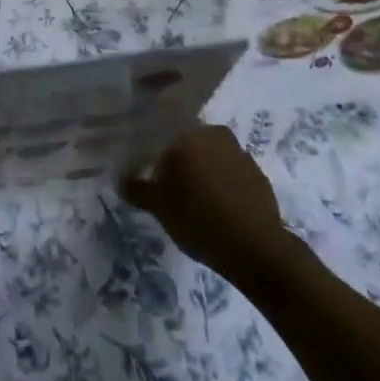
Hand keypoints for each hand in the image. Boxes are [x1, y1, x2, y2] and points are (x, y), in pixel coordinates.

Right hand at [123, 125, 293, 287]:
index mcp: (187, 135)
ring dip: (205, 171)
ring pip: (213, 156)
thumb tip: (120, 180)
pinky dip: (225, 184)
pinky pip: (233, 173)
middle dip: (182, 160)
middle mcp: (214, 134)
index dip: (157, 152)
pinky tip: (220, 208)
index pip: (164, 133)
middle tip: (173, 187)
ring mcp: (240, 153)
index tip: (153, 172)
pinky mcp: (259, 174)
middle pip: (190, 142)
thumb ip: (137, 189)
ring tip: (197, 200)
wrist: (255, 247)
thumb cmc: (198, 219)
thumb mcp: (158, 207)